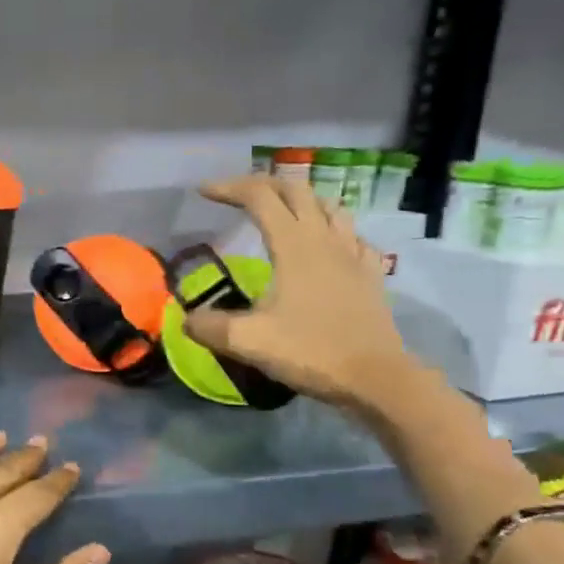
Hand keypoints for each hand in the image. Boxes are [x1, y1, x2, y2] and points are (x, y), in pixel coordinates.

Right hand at [185, 174, 413, 408]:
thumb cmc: (311, 352)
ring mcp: (353, 254)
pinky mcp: (371, 274)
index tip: (203, 192)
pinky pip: (353, 236)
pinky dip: (334, 230)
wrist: (376, 378)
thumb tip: (186, 320)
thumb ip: (210, 326)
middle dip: (263, 185)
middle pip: (295, 191)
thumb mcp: (248, 341)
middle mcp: (325, 239)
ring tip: (282, 212)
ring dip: (301, 200)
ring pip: (329, 206)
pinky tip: (327, 246)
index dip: (228, 188)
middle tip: (238, 195)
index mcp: (294, 245)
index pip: (259, 197)